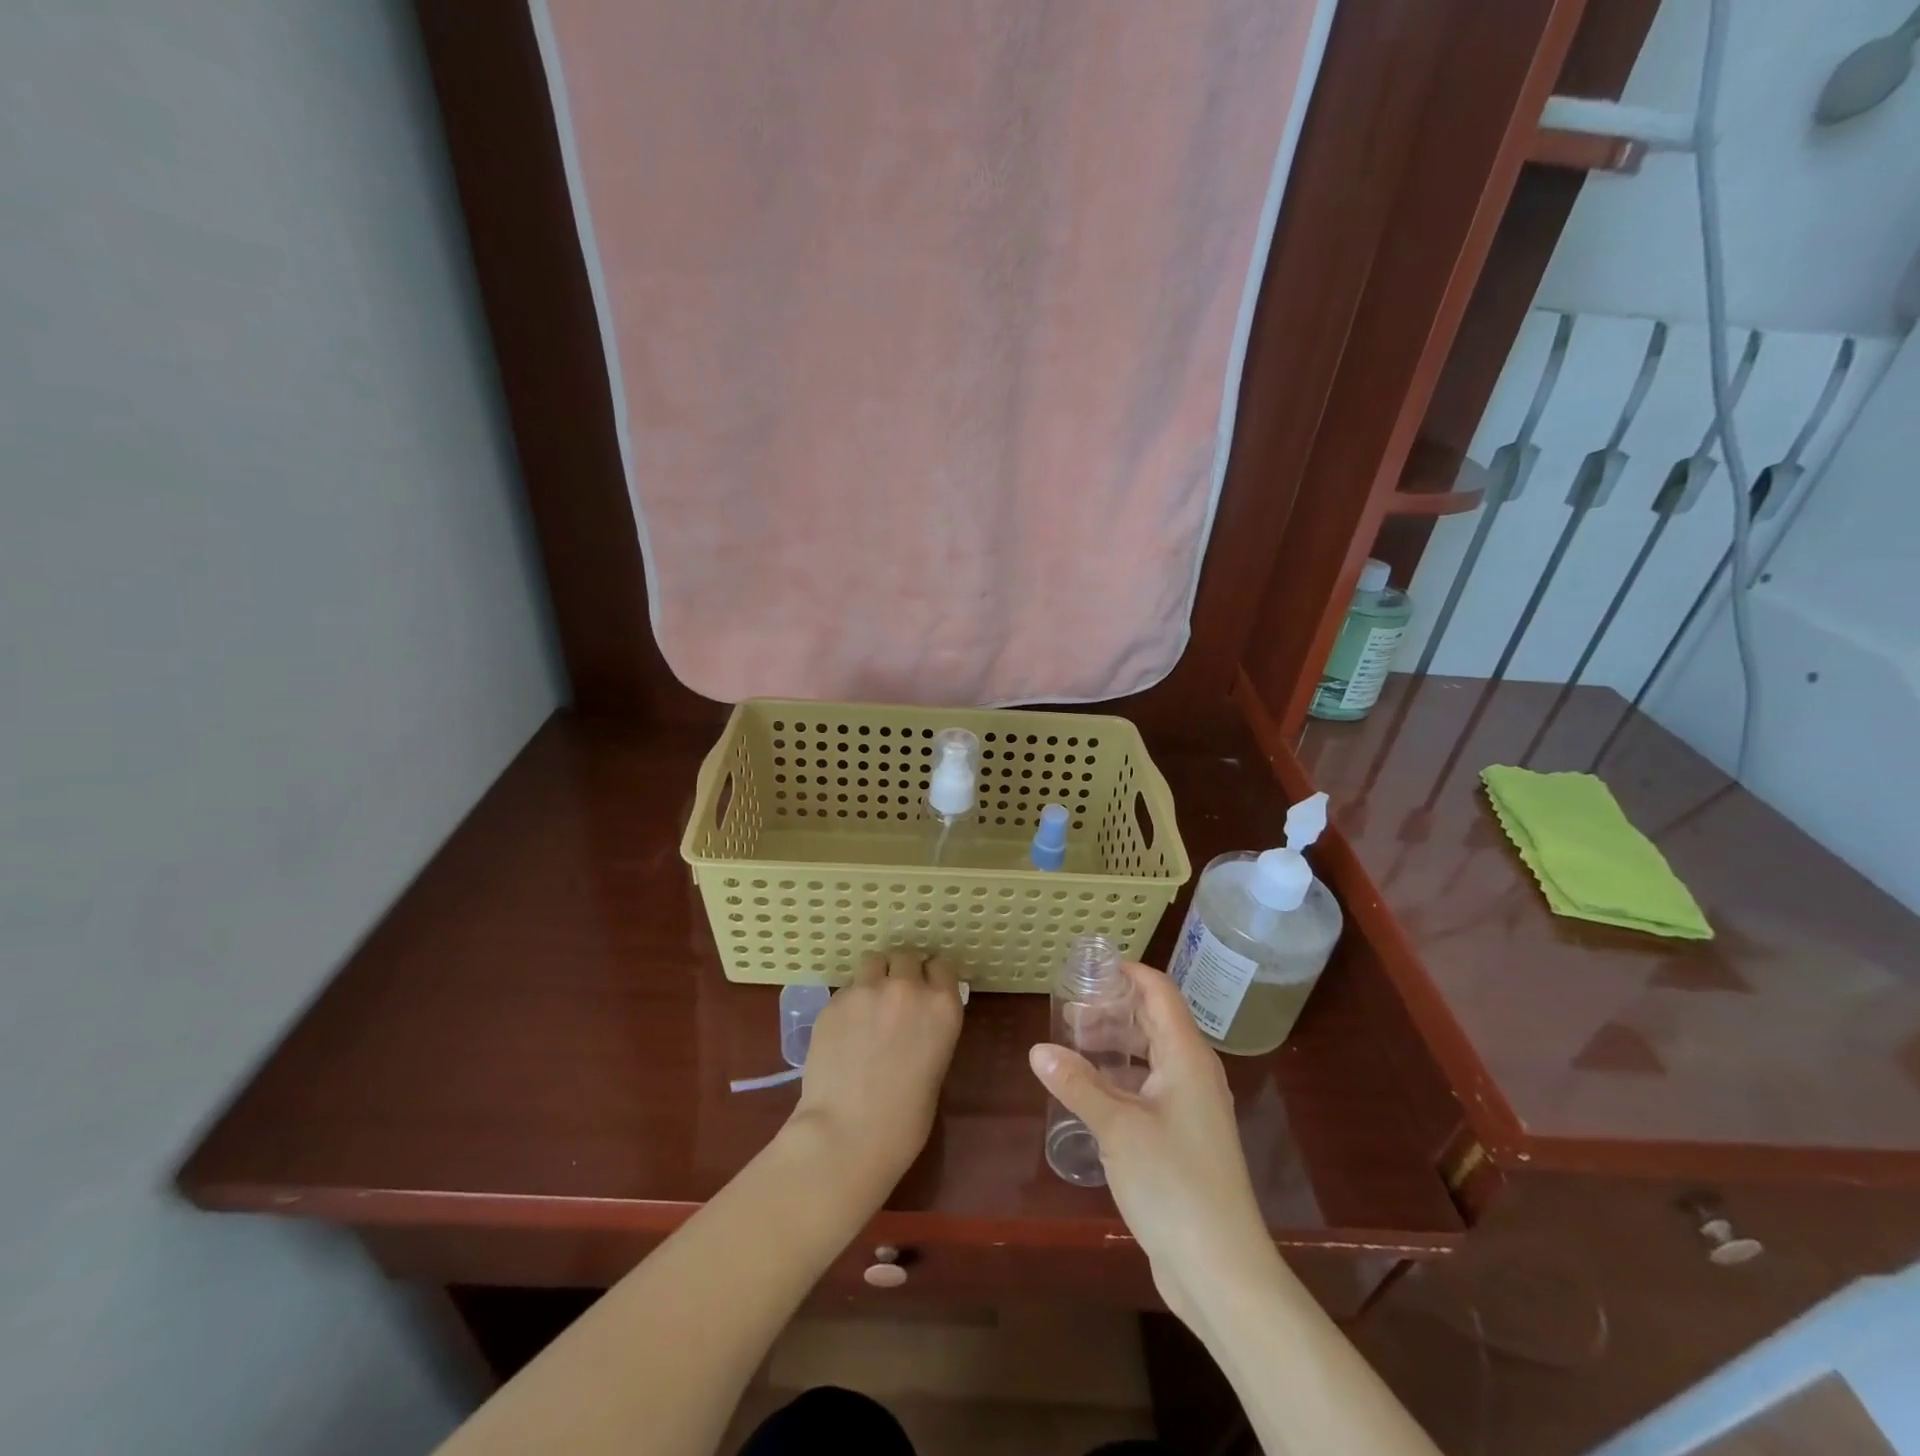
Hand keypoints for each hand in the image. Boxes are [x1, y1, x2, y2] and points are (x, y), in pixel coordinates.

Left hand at [784, 949, 963, 1206]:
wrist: (847, 1134)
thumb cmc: (904, 1121)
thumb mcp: (935, 1068)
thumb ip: (929, 1031)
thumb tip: (914, 1022)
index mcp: (942, 1006)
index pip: (942, 966)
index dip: (932, 976)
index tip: (927, 988)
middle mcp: (907, 988)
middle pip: (906, 956)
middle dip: (902, 971)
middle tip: (895, 997)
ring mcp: (867, 990)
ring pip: (873, 962)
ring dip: (875, 977)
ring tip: (868, 1005)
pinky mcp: (834, 1001)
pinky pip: (847, 989)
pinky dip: (850, 1001)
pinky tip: (845, 1030)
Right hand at [1027, 962, 1277, 1323]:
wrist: (1221, 1270)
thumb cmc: (1173, 1184)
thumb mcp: (1117, 1128)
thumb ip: (1077, 1084)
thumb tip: (1037, 1050)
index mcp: (1187, 1056)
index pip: (1159, 991)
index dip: (1127, 973)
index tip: (1086, 969)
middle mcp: (1194, 1073)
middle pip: (1154, 1021)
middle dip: (1112, 1010)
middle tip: (1067, 1012)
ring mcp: (1191, 1108)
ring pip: (1150, 1056)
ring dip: (1114, 1046)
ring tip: (1070, 1048)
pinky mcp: (1183, 1138)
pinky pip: (1149, 1089)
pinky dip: (1120, 1079)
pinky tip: (1089, 1093)